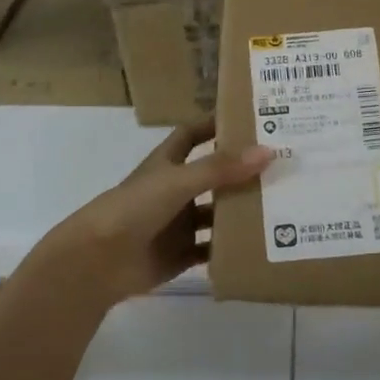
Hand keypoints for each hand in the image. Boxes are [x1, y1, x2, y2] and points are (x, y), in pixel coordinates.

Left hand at [24, 119, 272, 308]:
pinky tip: (260, 246)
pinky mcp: (180, 254)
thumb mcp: (178, 181)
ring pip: (216, 214)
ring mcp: (177, 224)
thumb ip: (220, 168)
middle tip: (282, 166)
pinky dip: (230, 248)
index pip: (193, 134)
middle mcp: (174, 190)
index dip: (216, 125)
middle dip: (241, 172)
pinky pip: (211, 250)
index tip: (250, 118)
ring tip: (282, 206)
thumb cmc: (134, 208)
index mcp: (167, 163)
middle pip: (212, 176)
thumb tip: (268, 151)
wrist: (98, 261)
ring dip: (241, 211)